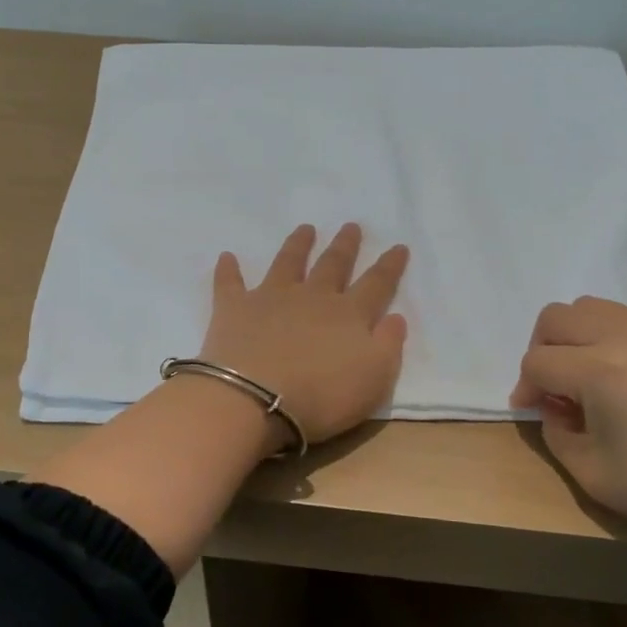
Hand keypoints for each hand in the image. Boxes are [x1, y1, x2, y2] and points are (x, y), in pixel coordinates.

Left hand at [198, 223, 409, 445]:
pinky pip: (230, 283)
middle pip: (333, 265)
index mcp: (350, 315)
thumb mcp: (375, 380)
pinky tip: (227, 256)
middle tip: (351, 226)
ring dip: (297, 245)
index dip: (389, 266)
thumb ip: (388, 345)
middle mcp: (313, 297)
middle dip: (345, 246)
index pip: (377, 284)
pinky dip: (229, 270)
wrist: (255, 400)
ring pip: (288, 263)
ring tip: (305, 228)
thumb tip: (395, 317)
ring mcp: (272, 298)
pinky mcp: (234, 308)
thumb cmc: (322, 397)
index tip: (399, 246)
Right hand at [510, 297, 626, 551]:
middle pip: (559, 317)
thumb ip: (556, 430)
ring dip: (576, 336)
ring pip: (594, 307)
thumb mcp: (592, 473)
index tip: (530, 409)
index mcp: (602, 372)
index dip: (525, 387)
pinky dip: (611, 338)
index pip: (539, 361)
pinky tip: (626, 377)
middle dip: (542, 348)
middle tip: (552, 385)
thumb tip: (553, 403)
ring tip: (586, 376)